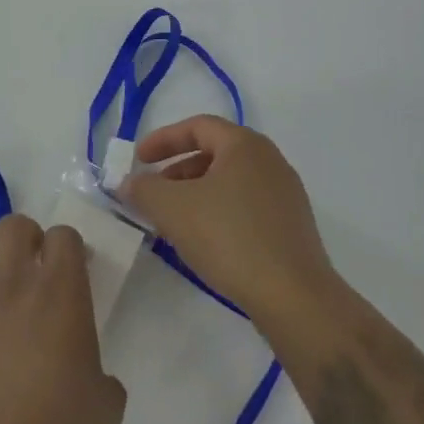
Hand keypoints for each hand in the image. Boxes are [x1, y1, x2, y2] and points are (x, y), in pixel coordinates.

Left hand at [0, 215, 126, 423]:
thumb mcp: (104, 408)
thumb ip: (101, 380)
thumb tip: (94, 381)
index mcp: (61, 292)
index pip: (63, 236)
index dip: (67, 247)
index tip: (70, 268)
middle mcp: (14, 284)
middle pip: (13, 226)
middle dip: (23, 238)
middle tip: (29, 267)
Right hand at [120, 115, 336, 323]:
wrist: (294, 297)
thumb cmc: (230, 238)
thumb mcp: (172, 209)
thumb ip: (143, 189)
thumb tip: (129, 183)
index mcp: (245, 145)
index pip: (198, 126)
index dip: (163, 139)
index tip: (138, 160)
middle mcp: (270, 161)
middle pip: (214, 153)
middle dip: (177, 170)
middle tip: (153, 193)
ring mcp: (285, 195)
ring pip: (229, 182)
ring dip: (196, 194)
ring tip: (174, 221)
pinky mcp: (292, 227)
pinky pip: (246, 206)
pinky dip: (218, 212)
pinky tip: (204, 241)